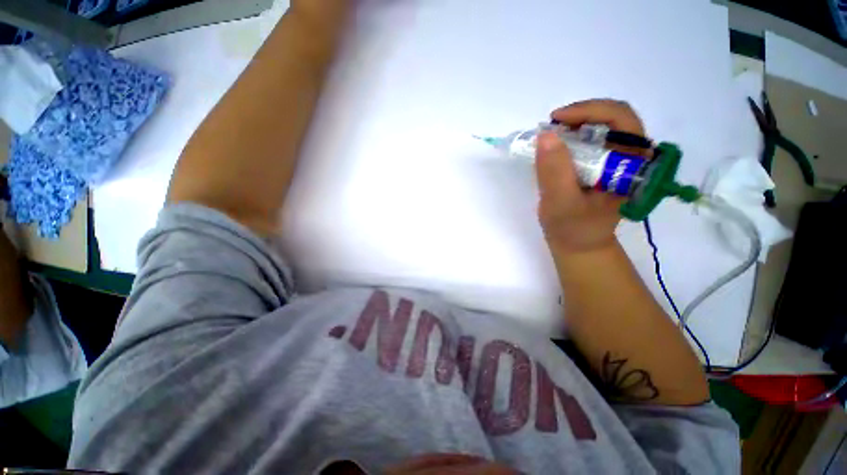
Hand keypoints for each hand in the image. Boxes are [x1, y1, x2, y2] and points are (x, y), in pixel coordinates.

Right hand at [536, 99, 646, 253]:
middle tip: (552, 126)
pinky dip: (573, 137)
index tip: (556, 120)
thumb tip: (546, 134)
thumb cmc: (572, 229)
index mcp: (633, 166)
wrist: (579, 245)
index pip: (622, 121)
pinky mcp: (606, 166)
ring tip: (552, 136)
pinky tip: (558, 148)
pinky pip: (593, 140)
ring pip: (603, 127)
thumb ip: (554, 171)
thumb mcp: (560, 203)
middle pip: (614, 118)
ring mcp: (619, 161)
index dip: (590, 111)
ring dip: (576, 125)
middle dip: (580, 116)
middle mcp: (632, 158)